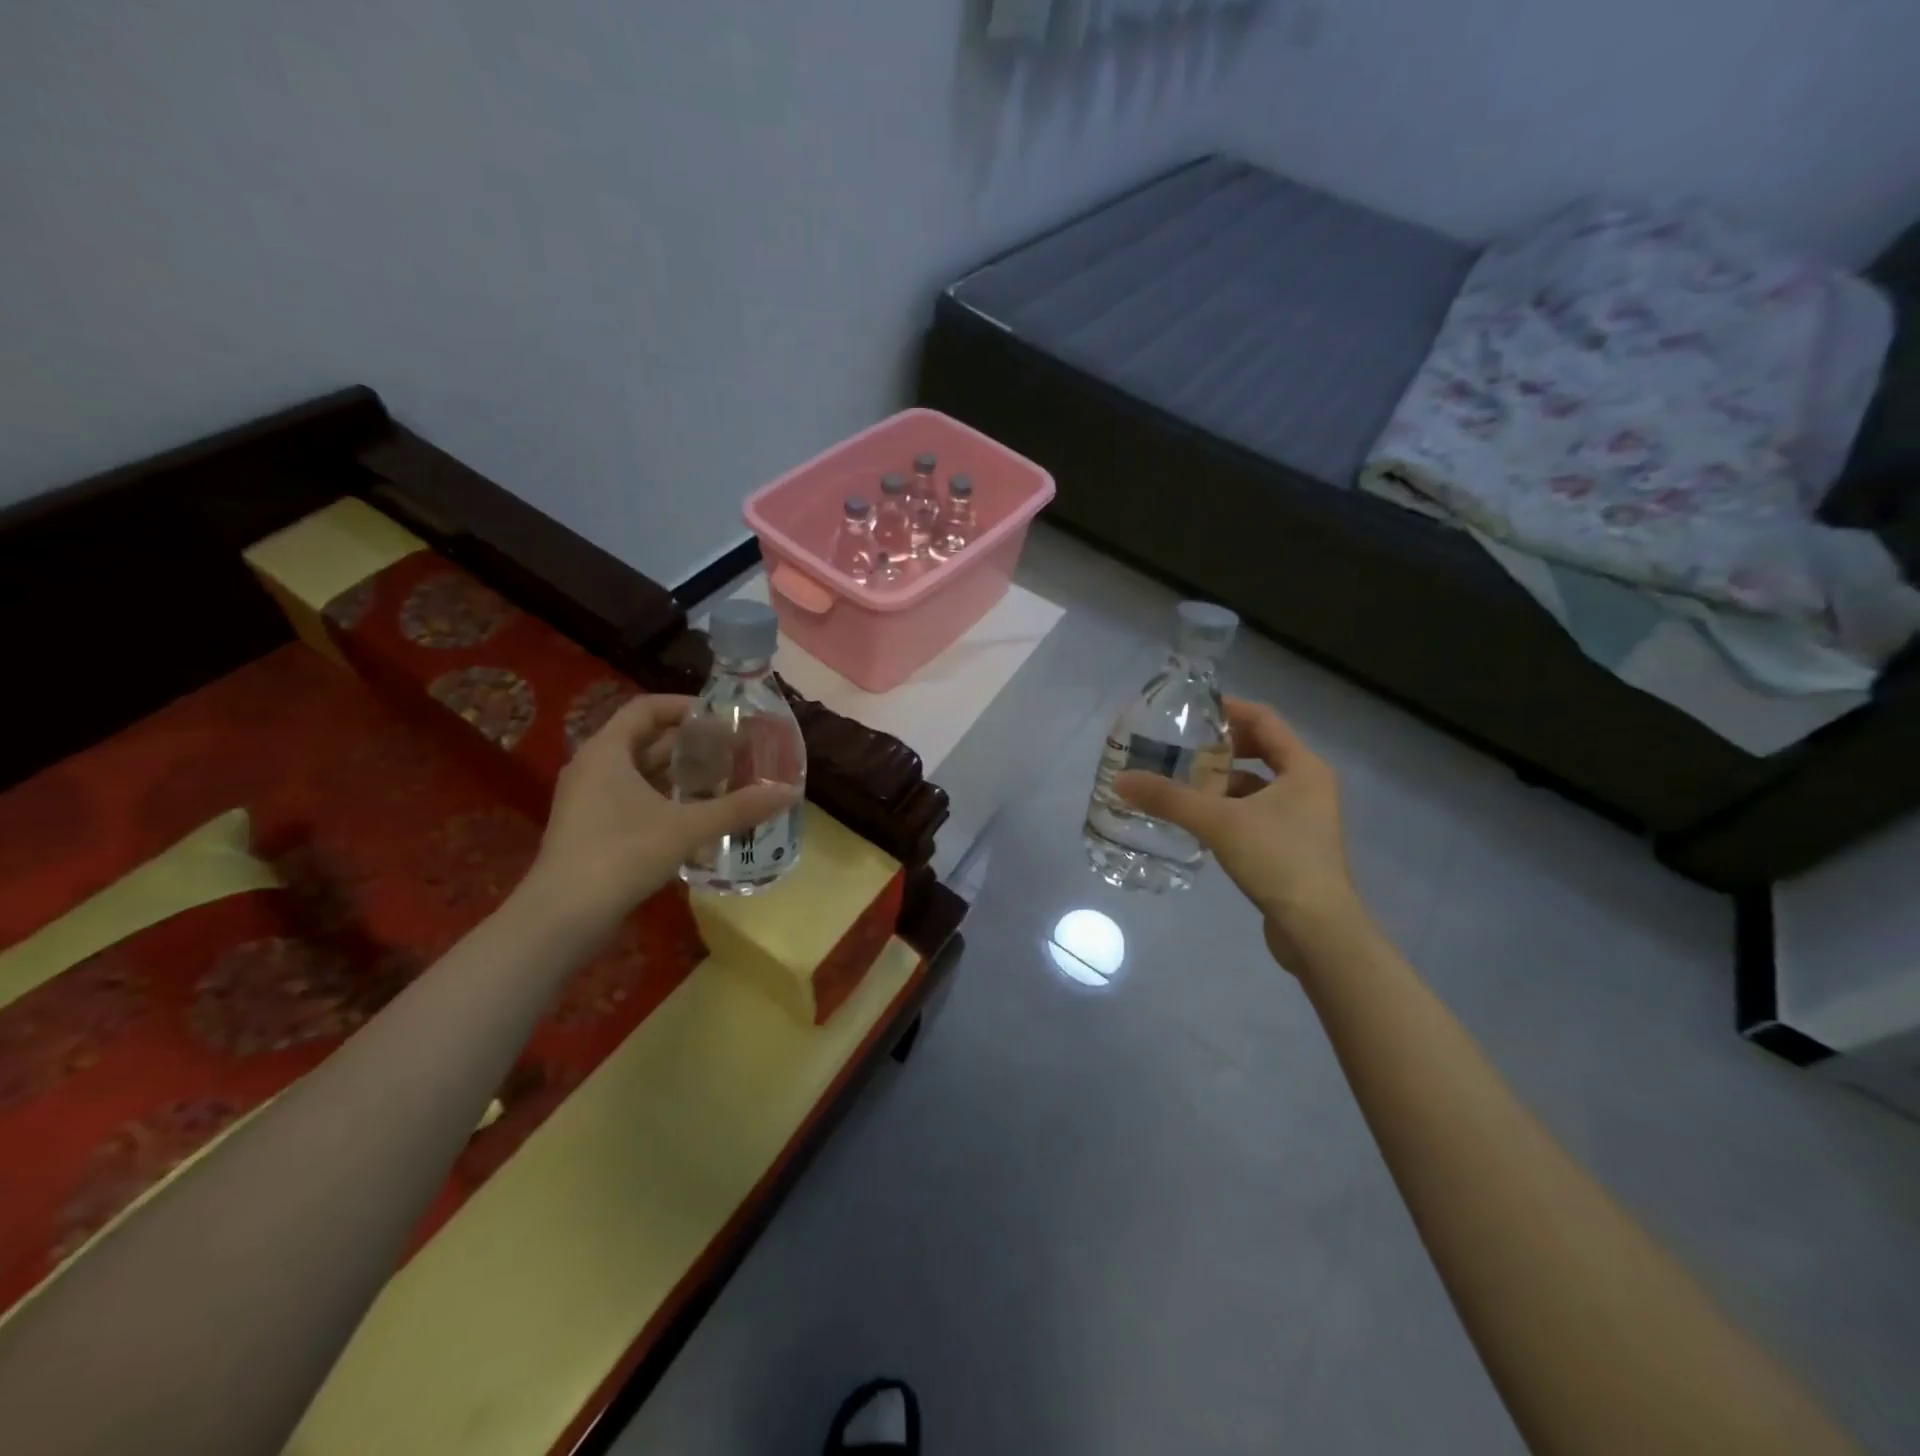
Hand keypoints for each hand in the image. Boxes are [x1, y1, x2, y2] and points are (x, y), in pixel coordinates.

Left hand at [525, 695, 797, 930]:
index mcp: (607, 751)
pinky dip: (664, 800)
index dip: (685, 707)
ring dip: (679, 774)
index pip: (647, 709)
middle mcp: (593, 767)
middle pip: (645, 740)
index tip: (722, 717)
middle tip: (732, 750)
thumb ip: (738, 808)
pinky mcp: (591, 829)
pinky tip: (696, 818)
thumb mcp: (686, 828)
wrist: (563, 916)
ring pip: (639, 773)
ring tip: (722, 780)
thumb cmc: (622, 854)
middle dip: (690, 743)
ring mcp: (588, 800)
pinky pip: (632, 799)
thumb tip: (788, 792)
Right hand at [1115, 697, 1362, 965]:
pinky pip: (1257, 811)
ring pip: (1258, 784)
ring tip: (1183, 782)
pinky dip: (1230, 808)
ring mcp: (1305, 817)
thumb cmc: (1277, 860)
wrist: (1317, 929)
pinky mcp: (1294, 845)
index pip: (1264, 720)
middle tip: (1182, 746)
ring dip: (1223, 780)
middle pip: (1261, 749)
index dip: (1228, 709)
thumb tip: (1122, 780)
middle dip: (1221, 746)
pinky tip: (1200, 820)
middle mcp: (1309, 785)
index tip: (1191, 710)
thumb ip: (1169, 799)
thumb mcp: (1218, 822)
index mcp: (1304, 767)